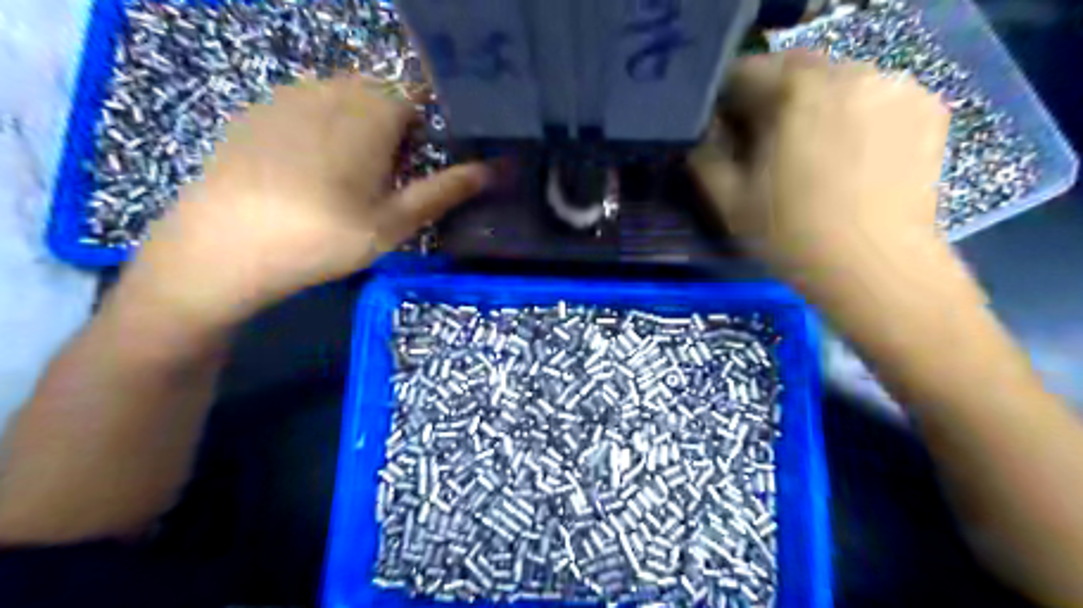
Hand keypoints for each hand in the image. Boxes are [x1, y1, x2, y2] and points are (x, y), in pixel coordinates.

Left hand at [119, 77, 487, 331]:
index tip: (428, 156)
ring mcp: (289, 95)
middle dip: (396, 125)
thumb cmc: (323, 237)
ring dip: (361, 125)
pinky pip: (309, 104)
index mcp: (371, 111)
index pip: (418, 92)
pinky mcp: (258, 110)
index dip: (430, 121)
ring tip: (351, 175)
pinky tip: (311, 169)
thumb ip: (445, 190)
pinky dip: (325, 126)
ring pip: (345, 97)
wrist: (223, 247)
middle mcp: (331, 88)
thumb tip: (496, 169)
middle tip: (390, 175)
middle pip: (382, 92)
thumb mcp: (395, 222)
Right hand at [688, 51, 950, 277]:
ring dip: (813, 103)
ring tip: (811, 151)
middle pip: (794, 68)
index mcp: (795, 91)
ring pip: (836, 79)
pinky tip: (849, 154)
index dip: (726, 101)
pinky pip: (874, 95)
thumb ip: (706, 156)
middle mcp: (850, 72)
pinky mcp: (926, 107)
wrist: (875, 269)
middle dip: (772, 97)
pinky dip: (853, 112)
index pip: (745, 71)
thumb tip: (705, 133)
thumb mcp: (729, 201)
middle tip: (766, 142)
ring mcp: (895, 86)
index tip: (724, 131)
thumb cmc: (792, 235)